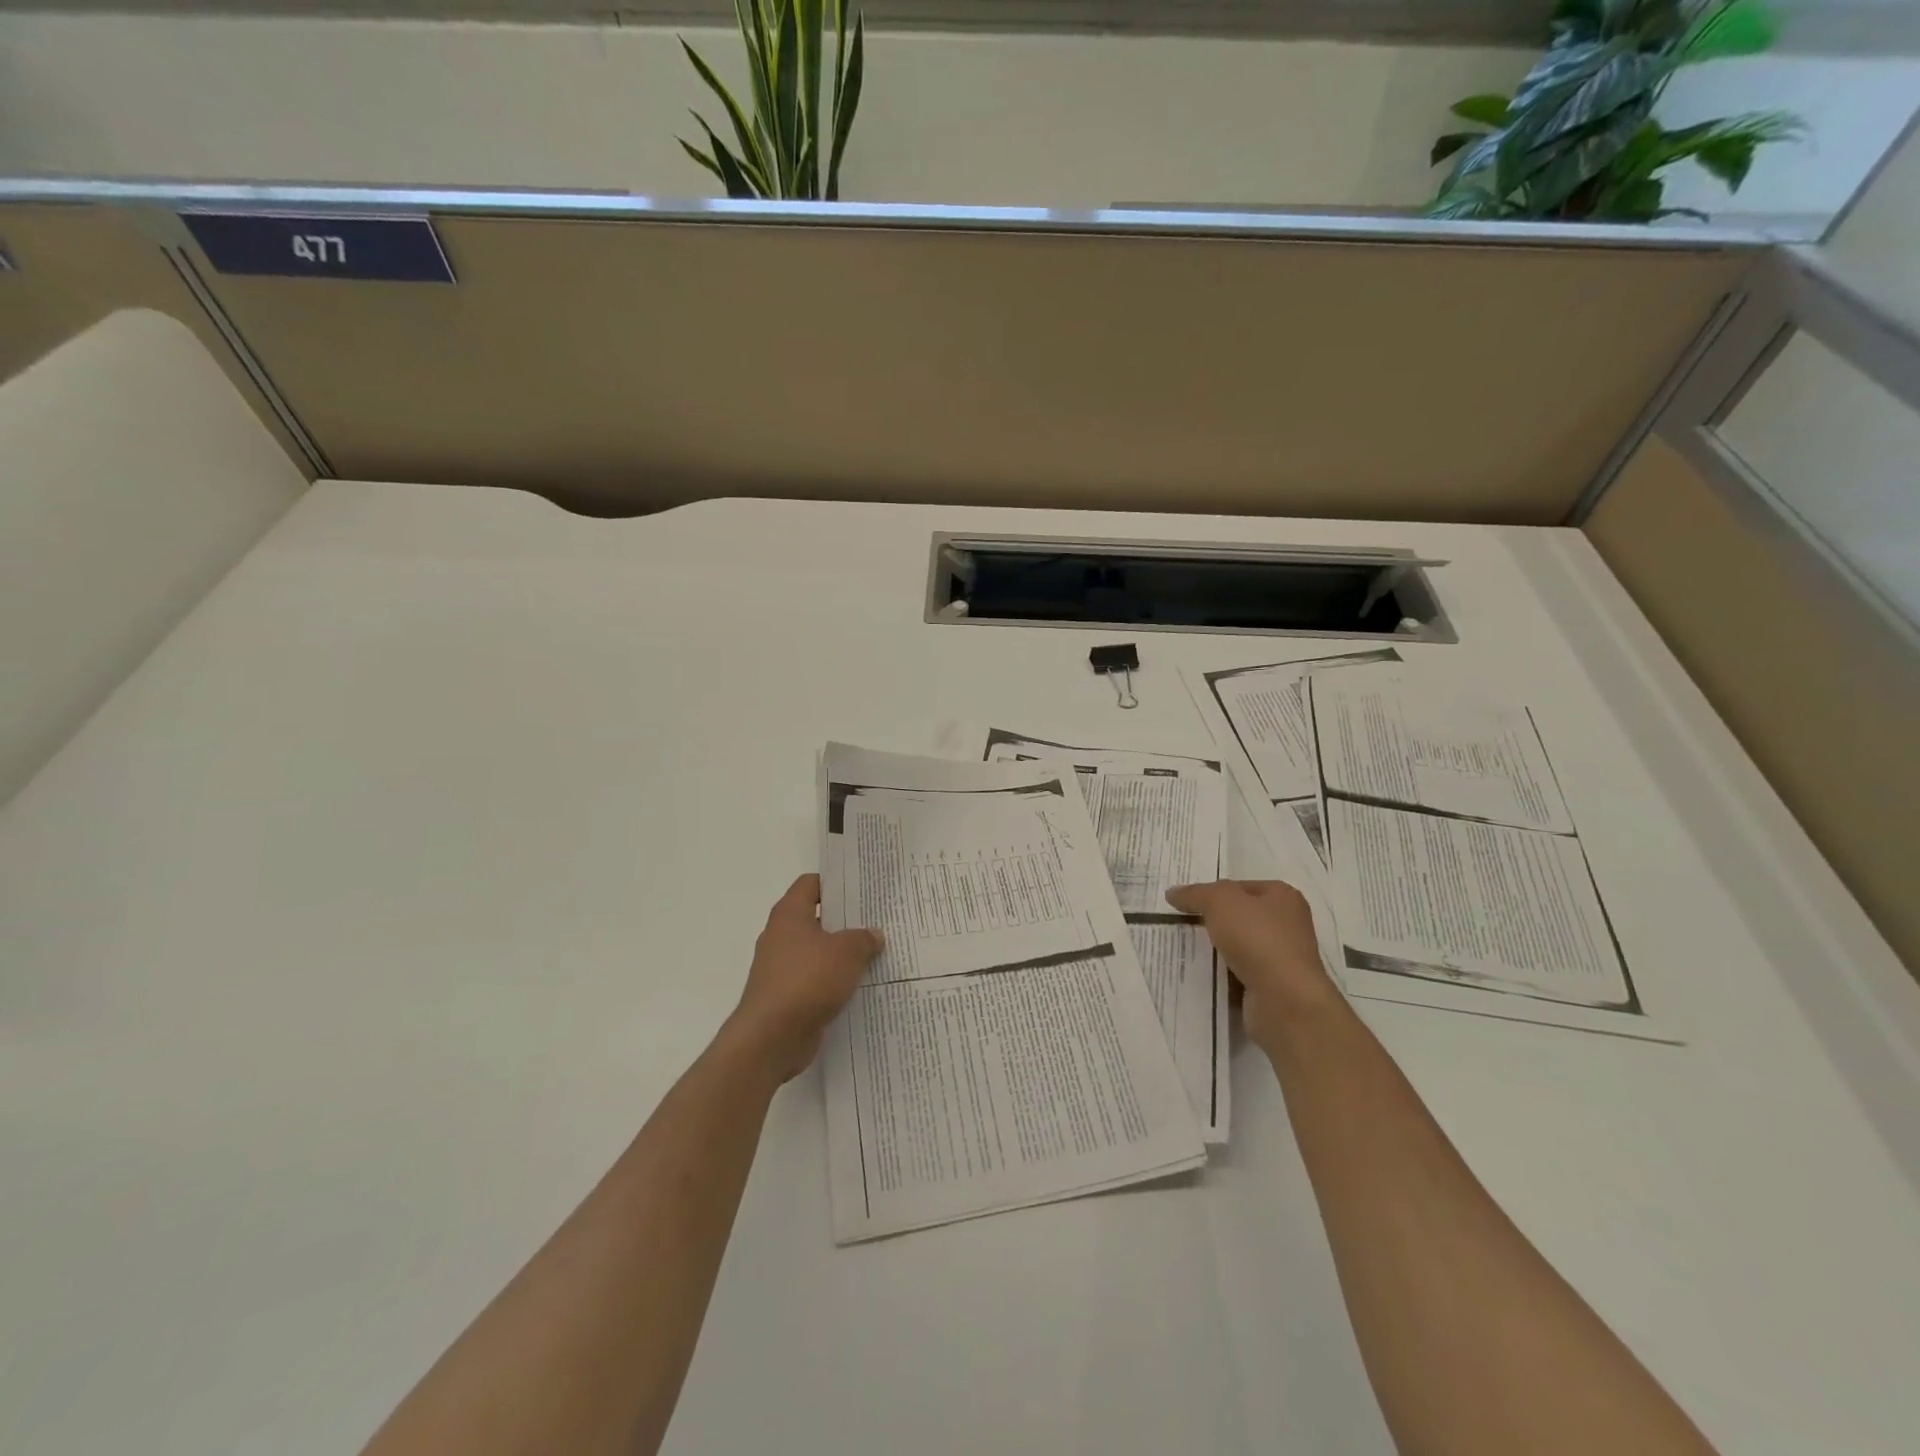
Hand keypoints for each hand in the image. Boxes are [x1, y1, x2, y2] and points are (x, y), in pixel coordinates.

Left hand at [723, 874, 883, 1082]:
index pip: (811, 883)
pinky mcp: (785, 996)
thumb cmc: (808, 980)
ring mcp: (780, 967)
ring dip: (840, 954)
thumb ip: (863, 938)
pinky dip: (832, 981)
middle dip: (844, 920)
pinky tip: (858, 986)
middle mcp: (780, 936)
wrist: (771, 1037)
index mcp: (789, 914)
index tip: (862, 888)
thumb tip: (873, 935)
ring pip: (816, 951)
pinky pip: (814, 980)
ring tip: (874, 954)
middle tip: (876, 921)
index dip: (835, 883)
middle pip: (816, 918)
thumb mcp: (847, 952)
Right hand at [1165, 879, 1339, 1048]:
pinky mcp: (1275, 986)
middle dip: (1214, 921)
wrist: (1284, 1000)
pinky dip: (1224, 974)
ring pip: (1240, 946)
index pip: (1241, 887)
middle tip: (1184, 924)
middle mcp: (1289, 924)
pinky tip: (1205, 975)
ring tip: (1188, 949)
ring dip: (1218, 949)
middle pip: (1241, 916)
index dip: (1213, 892)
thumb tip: (1173, 893)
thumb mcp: (1219, 901)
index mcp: (1283, 896)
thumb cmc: (1257, 938)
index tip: (1187, 902)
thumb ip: (1195, 893)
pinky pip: (1241, 973)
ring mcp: (1283, 957)